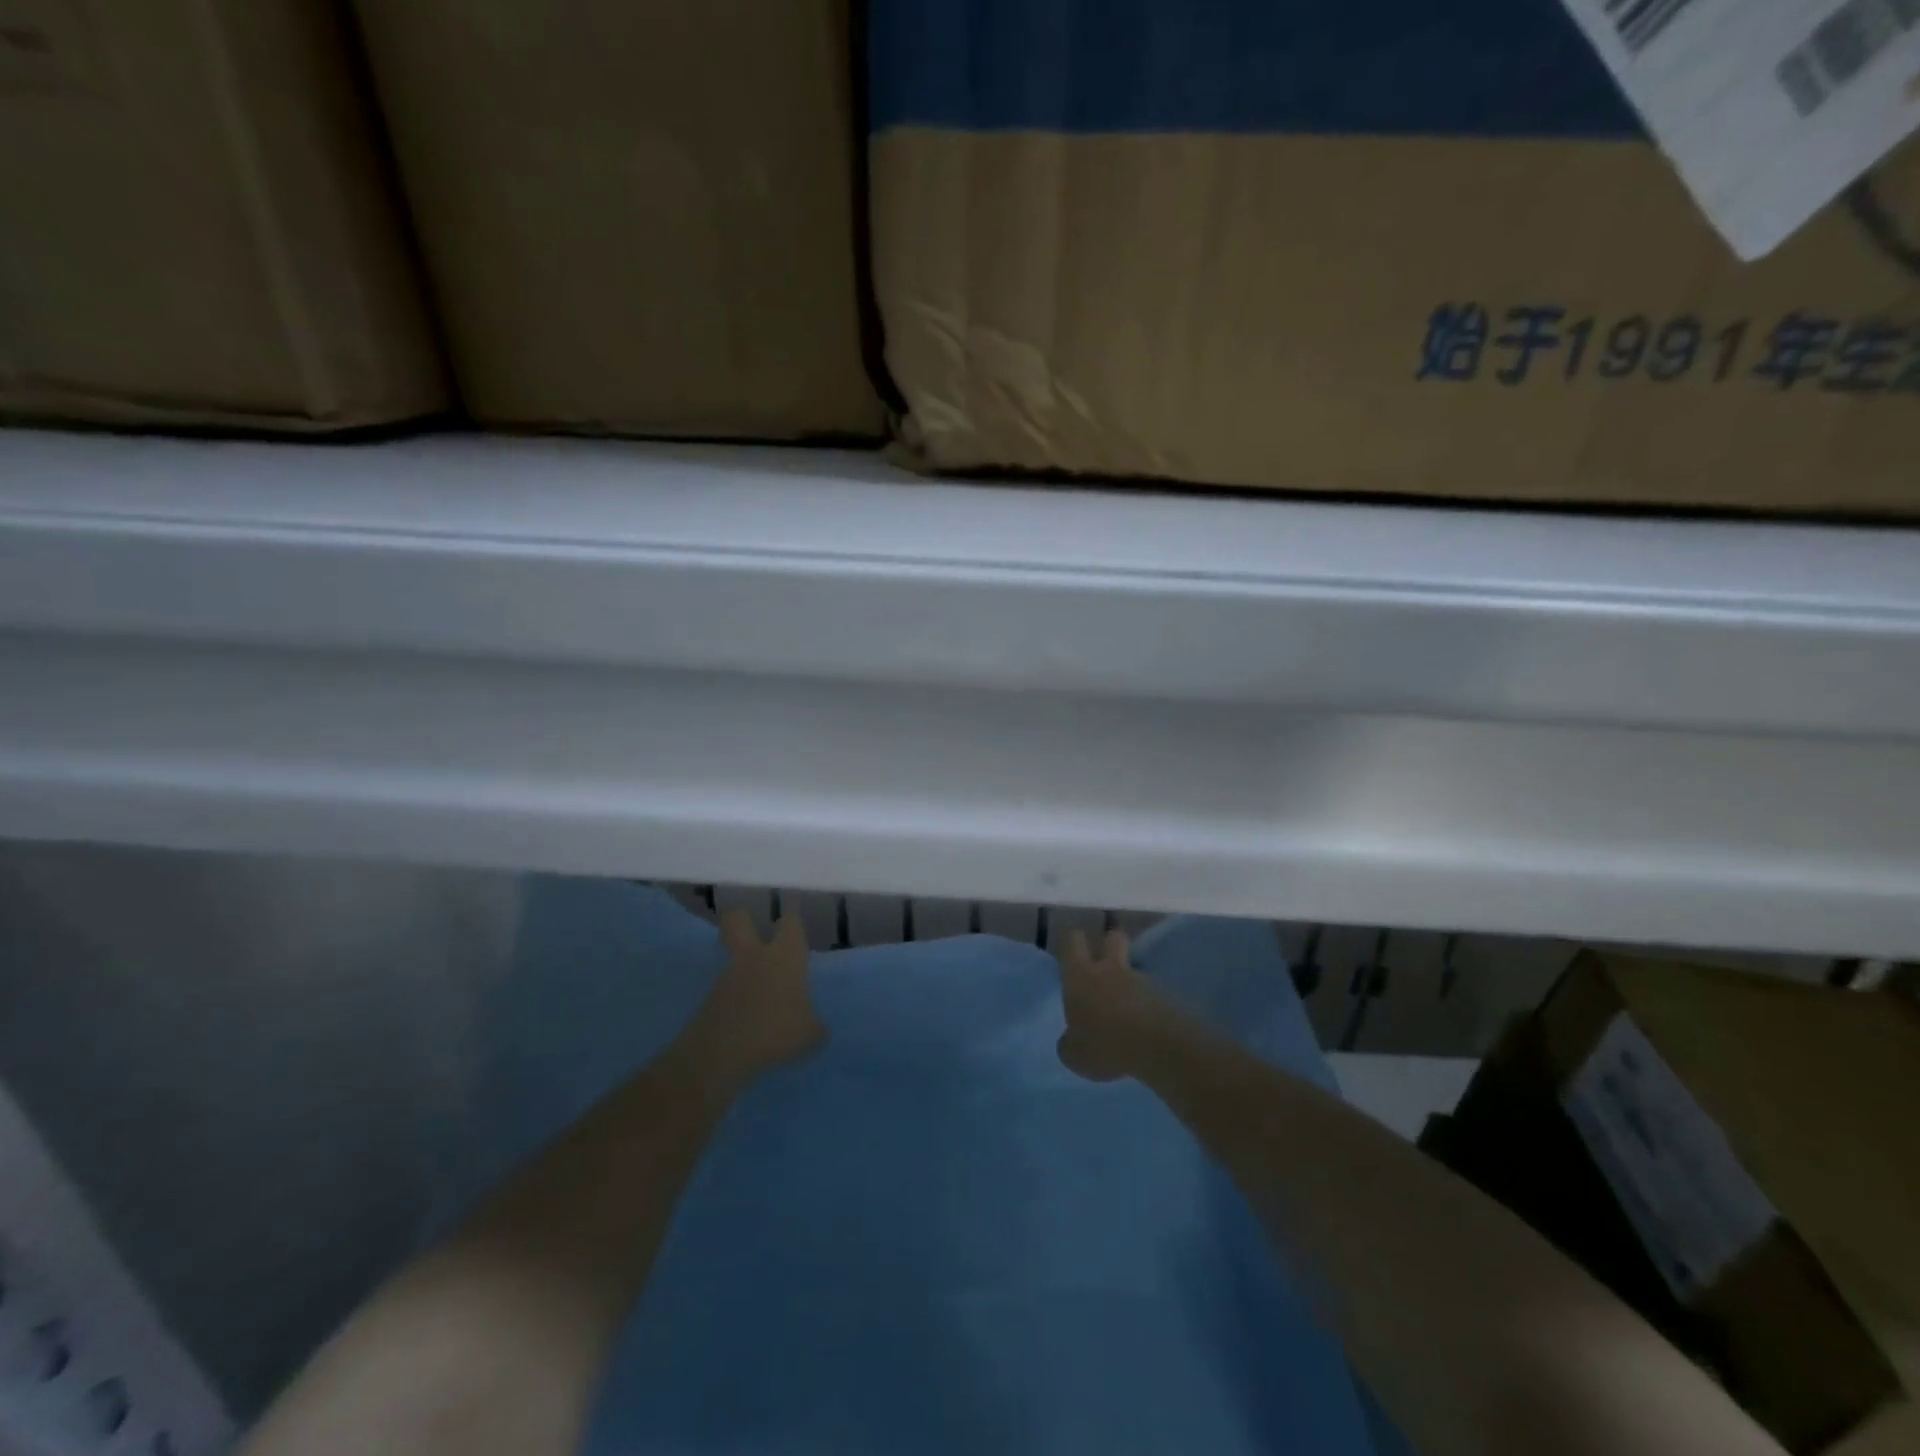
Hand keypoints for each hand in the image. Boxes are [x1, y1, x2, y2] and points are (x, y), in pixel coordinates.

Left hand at [680, 911, 827, 1092]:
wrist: (720, 1052)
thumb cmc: (774, 1030)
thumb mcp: (809, 1034)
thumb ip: (815, 1025)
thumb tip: (817, 1027)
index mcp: (784, 956)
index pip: (790, 923)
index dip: (793, 917)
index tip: (794, 912)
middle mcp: (755, 956)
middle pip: (738, 920)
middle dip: (744, 918)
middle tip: (754, 927)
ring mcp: (728, 976)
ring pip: (733, 957)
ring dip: (743, 966)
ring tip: (759, 988)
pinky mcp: (710, 999)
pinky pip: (726, 989)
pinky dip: (736, 997)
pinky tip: (748, 1016)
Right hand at [1056, 929, 1167, 1081]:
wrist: (1158, 1046)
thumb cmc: (1105, 1044)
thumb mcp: (1074, 1055)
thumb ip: (1070, 1042)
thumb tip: (1071, 1040)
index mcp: (1080, 976)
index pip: (1072, 940)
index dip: (1070, 942)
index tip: (1069, 951)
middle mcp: (1110, 969)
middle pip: (1112, 938)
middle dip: (1108, 943)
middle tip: (1104, 962)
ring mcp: (1141, 981)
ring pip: (1133, 971)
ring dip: (1129, 985)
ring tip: (1126, 1014)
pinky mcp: (1165, 996)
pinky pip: (1151, 995)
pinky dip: (1147, 1006)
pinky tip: (1145, 1030)